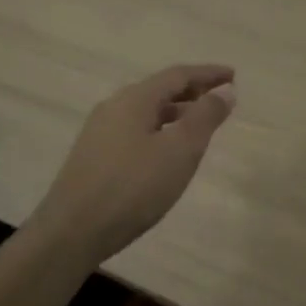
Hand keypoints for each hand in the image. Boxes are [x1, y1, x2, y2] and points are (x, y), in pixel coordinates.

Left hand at [30, 65, 236, 260]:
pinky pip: (136, 130)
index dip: (208, 74)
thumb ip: (205, 117)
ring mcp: (100, 132)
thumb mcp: (179, 151)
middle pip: (160, 90)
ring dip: (177, 111)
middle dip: (193, 90)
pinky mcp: (94, 157)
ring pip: (147, 111)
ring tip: (200, 123)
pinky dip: (160, 129)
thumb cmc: (133, 187)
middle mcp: (114, 107)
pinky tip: (167, 150)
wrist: (71, 232)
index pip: (178, 75)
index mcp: (135, 99)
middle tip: (220, 96)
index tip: (233, 75)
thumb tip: (225, 90)